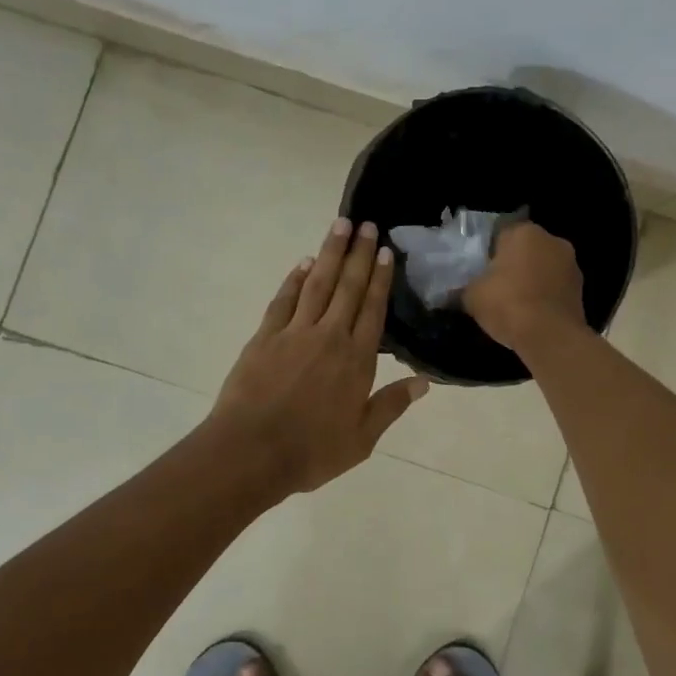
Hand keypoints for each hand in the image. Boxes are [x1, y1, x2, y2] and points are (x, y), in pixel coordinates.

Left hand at [213, 218, 430, 492]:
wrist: (250, 452)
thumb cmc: (311, 451)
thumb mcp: (361, 439)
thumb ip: (391, 406)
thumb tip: (424, 382)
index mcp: (356, 360)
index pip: (373, 310)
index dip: (380, 279)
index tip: (384, 251)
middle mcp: (329, 337)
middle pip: (347, 287)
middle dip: (358, 254)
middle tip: (366, 224)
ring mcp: (294, 333)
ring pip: (317, 284)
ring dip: (329, 253)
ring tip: (339, 226)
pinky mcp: (264, 337)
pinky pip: (284, 300)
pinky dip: (294, 279)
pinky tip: (303, 264)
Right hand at [463, 222, 586, 350]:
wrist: (550, 336)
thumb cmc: (508, 304)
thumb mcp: (471, 296)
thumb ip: (463, 288)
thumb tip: (452, 293)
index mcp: (524, 232)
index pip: (500, 233)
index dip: (488, 252)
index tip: (480, 271)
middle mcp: (552, 240)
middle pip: (525, 248)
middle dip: (512, 264)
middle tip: (495, 286)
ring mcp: (571, 264)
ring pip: (543, 267)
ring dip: (531, 279)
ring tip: (515, 303)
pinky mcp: (581, 288)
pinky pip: (555, 286)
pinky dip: (545, 295)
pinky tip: (532, 314)